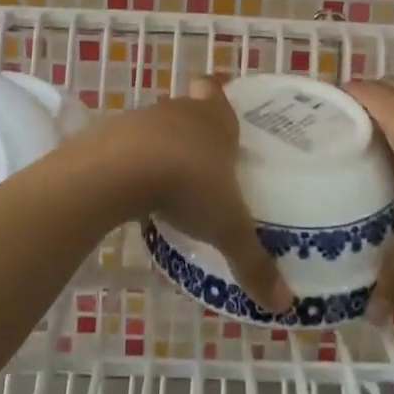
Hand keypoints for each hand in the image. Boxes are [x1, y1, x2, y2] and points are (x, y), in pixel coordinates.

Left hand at [89, 78, 294, 314]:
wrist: (117, 171)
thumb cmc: (187, 185)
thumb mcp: (228, 228)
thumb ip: (254, 263)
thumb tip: (286, 304)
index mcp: (214, 119)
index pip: (215, 89)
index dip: (217, 92)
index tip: (219, 99)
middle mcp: (178, 111)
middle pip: (187, 108)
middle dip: (192, 129)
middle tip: (203, 158)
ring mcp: (139, 120)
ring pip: (155, 127)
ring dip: (160, 147)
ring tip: (168, 183)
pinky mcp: (106, 137)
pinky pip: (124, 147)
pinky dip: (129, 163)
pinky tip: (133, 191)